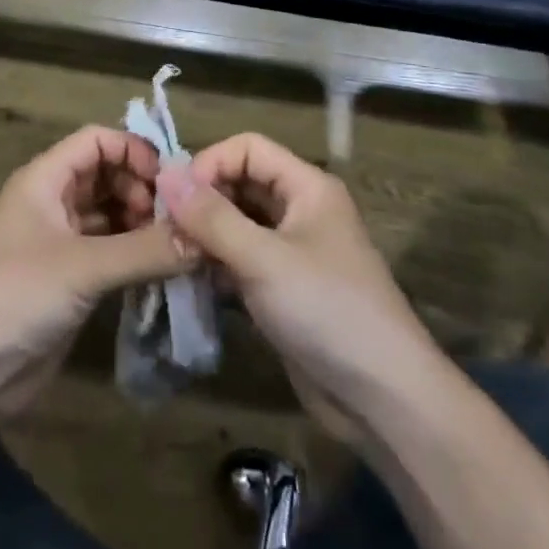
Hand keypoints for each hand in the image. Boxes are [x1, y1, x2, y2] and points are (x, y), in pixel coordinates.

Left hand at [0, 126, 193, 419]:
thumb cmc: (15, 296)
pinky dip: (134, 254)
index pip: (96, 140)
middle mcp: (51, 202)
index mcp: (44, 179)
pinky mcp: (67, 280)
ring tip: (175, 244)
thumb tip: (207, 237)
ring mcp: (59, 242)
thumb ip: (146, 250)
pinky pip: (109, 252)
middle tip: (176, 219)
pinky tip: (161, 269)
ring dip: (141, 223)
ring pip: (109, 214)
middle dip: (142, 189)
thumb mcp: (83, 267)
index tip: (170, 182)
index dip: (133, 152)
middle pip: (105, 174)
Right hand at [157, 134, 434, 441]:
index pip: (248, 148)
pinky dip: (215, 265)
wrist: (384, 401)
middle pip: (241, 184)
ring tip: (171, 255)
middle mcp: (299, 210)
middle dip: (202, 201)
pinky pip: (240, 261)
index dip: (211, 163)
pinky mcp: (282, 290)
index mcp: (306, 187)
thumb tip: (165, 172)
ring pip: (237, 224)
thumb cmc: (327, 311)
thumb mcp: (264, 259)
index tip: (174, 197)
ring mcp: (291, 252)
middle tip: (164, 229)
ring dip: (204, 235)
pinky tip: (188, 281)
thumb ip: (212, 217)